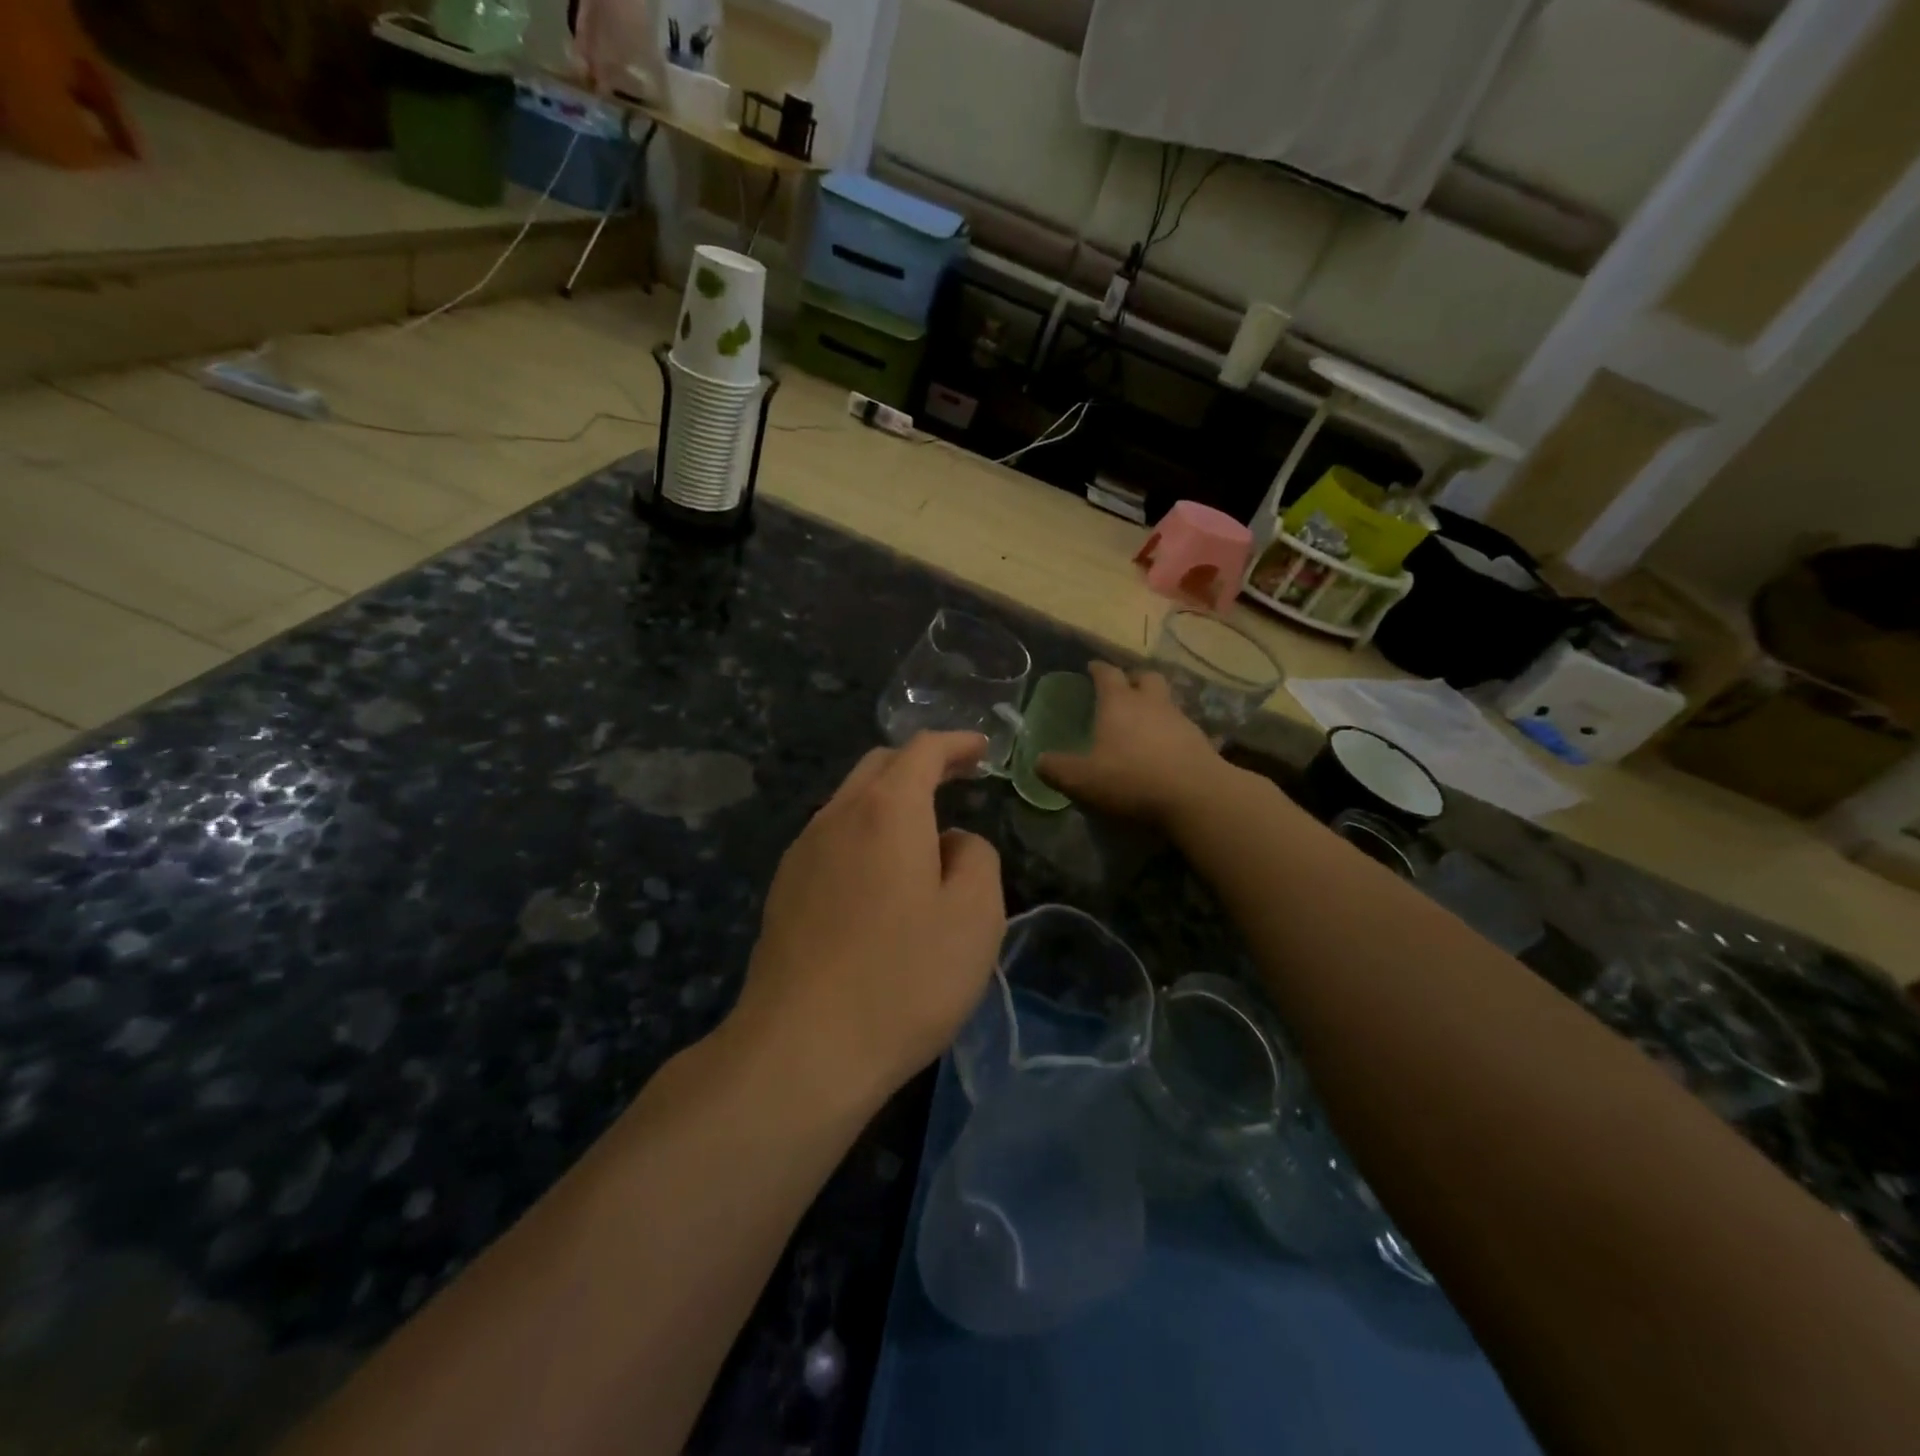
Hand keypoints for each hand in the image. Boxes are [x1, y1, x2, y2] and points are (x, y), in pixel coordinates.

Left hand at [729, 732, 1005, 1110]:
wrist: (802, 1049)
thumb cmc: (904, 979)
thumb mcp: (975, 917)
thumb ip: (976, 858)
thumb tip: (952, 842)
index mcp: (886, 810)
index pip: (922, 750)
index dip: (955, 743)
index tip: (982, 750)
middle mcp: (836, 816)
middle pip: (879, 766)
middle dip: (921, 764)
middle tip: (957, 779)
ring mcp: (802, 852)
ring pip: (850, 801)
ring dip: (889, 799)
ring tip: (922, 830)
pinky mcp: (783, 890)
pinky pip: (831, 838)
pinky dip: (864, 832)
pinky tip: (879, 874)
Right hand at [1038, 661, 1232, 826]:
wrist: (1196, 797)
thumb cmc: (1131, 780)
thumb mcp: (1081, 780)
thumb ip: (1056, 769)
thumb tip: (1039, 761)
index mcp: (1118, 703)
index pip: (1107, 674)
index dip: (1097, 669)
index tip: (1091, 667)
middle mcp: (1151, 703)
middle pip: (1145, 677)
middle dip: (1133, 679)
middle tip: (1122, 689)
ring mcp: (1180, 720)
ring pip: (1166, 701)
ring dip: (1154, 705)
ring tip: (1143, 722)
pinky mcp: (1201, 741)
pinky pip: (1183, 728)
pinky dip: (1172, 733)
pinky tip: (1166, 750)